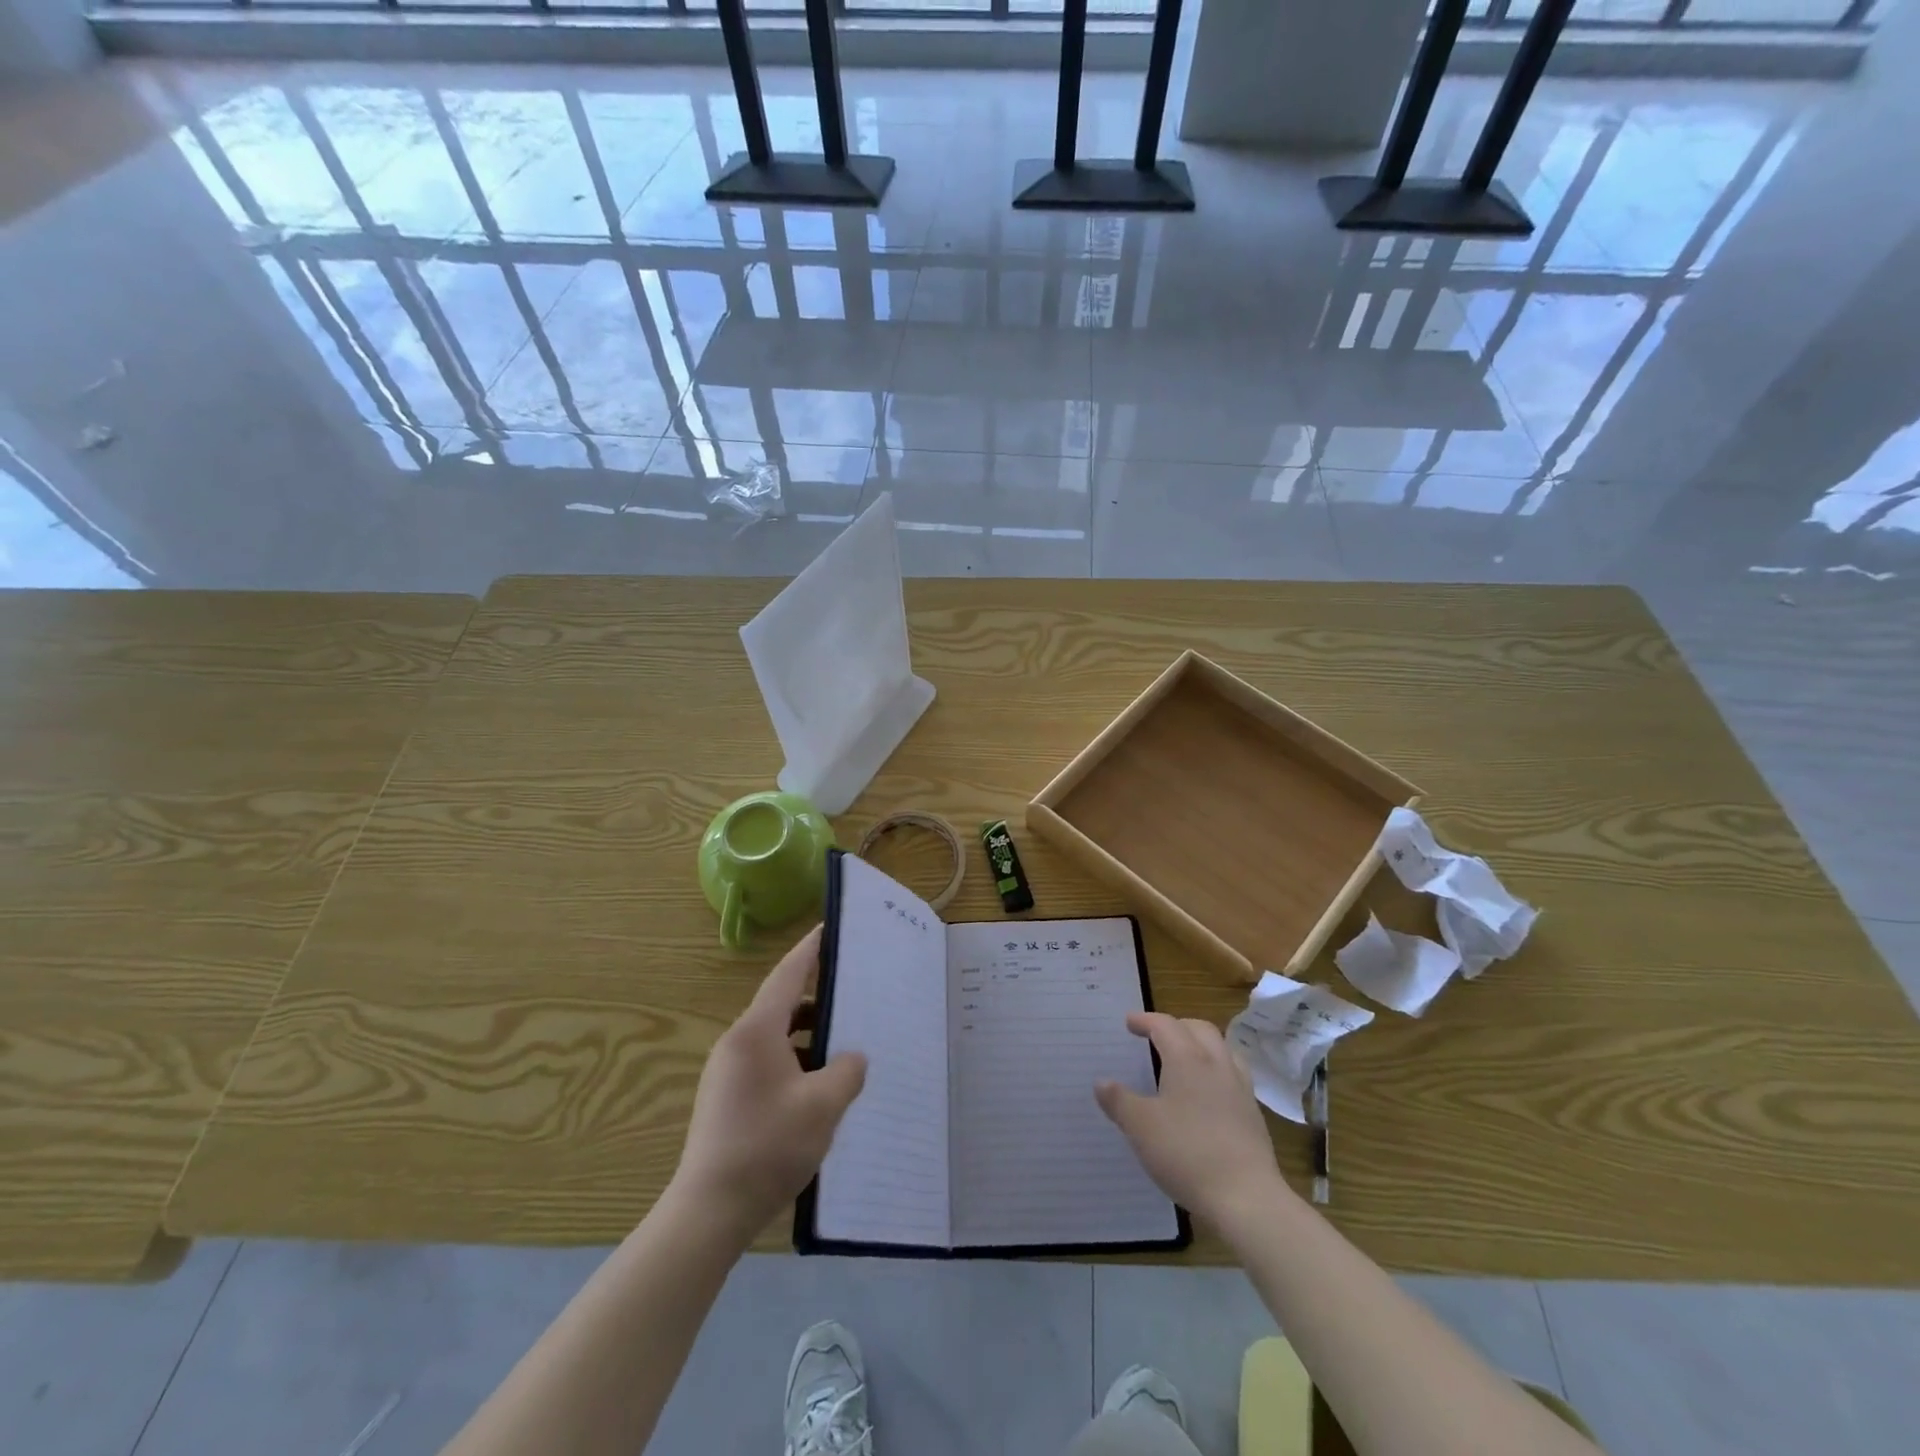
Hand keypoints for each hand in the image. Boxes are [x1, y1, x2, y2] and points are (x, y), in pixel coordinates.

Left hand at [669, 926, 867, 1243]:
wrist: (709, 1211)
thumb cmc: (767, 1146)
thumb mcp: (823, 1106)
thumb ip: (846, 1071)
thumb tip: (851, 1058)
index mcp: (756, 1032)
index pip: (787, 975)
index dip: (810, 950)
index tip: (828, 928)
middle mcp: (738, 1042)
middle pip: (782, 1004)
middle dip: (818, 997)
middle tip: (854, 993)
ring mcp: (728, 1071)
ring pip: (775, 1036)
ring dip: (808, 1035)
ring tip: (844, 1044)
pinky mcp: (727, 1098)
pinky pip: (768, 1061)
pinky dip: (795, 1060)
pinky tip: (819, 1085)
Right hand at [1095, 1011, 1293, 1230]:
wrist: (1246, 1197)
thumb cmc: (1187, 1153)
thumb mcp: (1140, 1127)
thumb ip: (1119, 1101)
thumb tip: (1101, 1082)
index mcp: (1187, 1059)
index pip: (1165, 1025)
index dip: (1145, 1020)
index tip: (1129, 1023)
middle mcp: (1216, 1064)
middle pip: (1199, 1029)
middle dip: (1176, 1026)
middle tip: (1156, 1036)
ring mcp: (1240, 1088)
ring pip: (1222, 1048)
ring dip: (1201, 1044)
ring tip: (1185, 1058)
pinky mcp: (1253, 1114)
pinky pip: (1234, 1075)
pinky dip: (1217, 1070)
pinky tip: (1208, 1093)